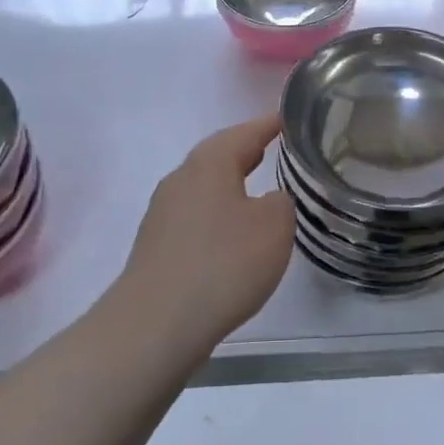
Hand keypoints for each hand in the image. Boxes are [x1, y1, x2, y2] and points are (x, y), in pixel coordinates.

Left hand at [120, 114, 294, 351]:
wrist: (156, 324)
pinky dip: (217, 216)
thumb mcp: (274, 226)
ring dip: (230, 186)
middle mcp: (181, 179)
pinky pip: (195, 217)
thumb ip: (281, 202)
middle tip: (273, 148)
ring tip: (257, 192)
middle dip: (245, 152)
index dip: (268, 125)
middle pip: (218, 156)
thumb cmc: (223, 263)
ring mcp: (163, 213)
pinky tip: (231, 237)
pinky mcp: (155, 246)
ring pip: (204, 187)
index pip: (245, 133)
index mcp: (210, 163)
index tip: (287, 119)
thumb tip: (268, 200)